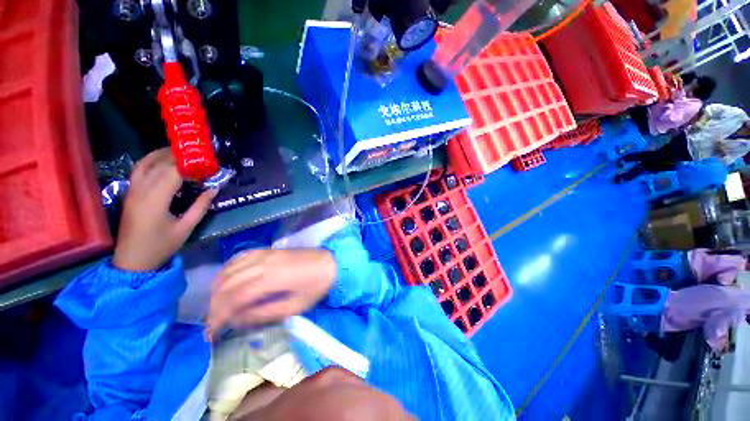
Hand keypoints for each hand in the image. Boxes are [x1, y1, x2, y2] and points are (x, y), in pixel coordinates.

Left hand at [113, 148, 216, 271]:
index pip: (173, 173)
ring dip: (162, 154)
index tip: (207, 164)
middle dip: (179, 156)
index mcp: (156, 200)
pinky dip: (150, 161)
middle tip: (198, 154)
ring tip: (180, 152)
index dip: (190, 165)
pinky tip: (161, 161)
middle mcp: (141, 190)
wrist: (132, 260)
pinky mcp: (130, 193)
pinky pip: (138, 170)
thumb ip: (200, 206)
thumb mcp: (186, 228)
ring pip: (145, 163)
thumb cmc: (161, 246)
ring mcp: (132, 191)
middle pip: (159, 164)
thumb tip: (214, 189)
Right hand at [208, 249, 336, 332]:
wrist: (331, 262)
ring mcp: (265, 254)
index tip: (211, 333)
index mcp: (272, 279)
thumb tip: (237, 321)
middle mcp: (264, 263)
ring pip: (230, 269)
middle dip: (214, 306)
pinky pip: (240, 257)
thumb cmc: (317, 285)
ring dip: (217, 289)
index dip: (218, 317)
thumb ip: (265, 313)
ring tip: (216, 306)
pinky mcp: (268, 250)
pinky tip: (226, 281)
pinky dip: (227, 270)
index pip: (234, 298)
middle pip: (227, 284)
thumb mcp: (296, 306)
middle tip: (213, 323)